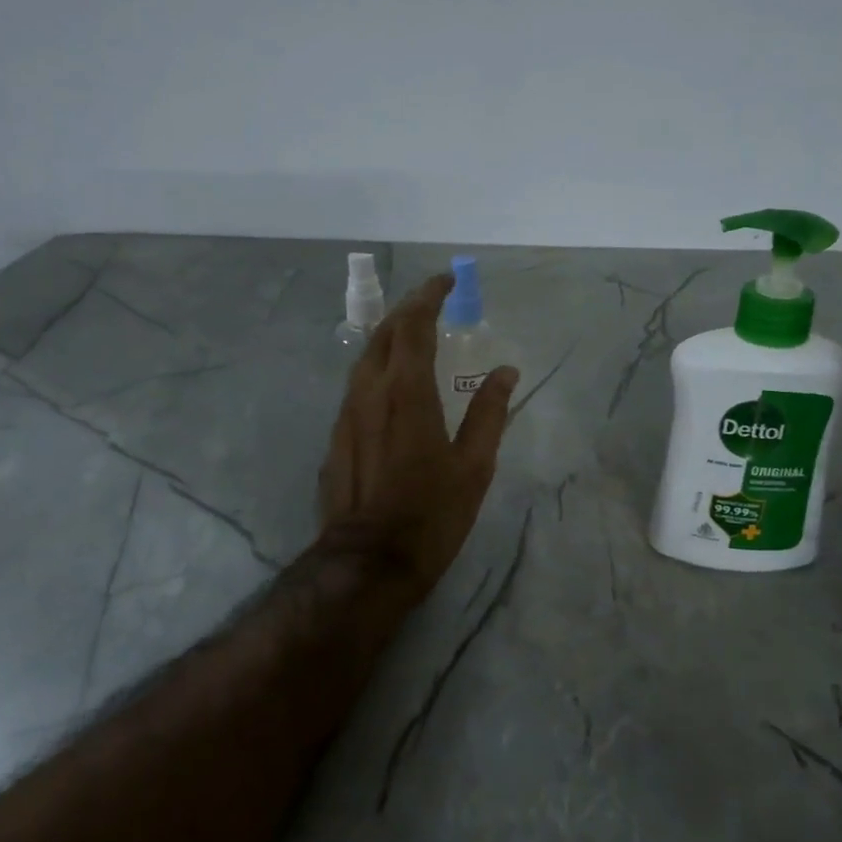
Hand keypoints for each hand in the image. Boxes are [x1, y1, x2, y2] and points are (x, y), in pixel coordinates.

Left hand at [318, 274, 518, 601]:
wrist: (368, 561)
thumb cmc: (430, 514)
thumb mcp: (474, 466)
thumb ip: (489, 413)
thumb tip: (505, 371)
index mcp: (407, 392)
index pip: (413, 325)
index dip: (429, 296)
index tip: (446, 280)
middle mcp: (369, 392)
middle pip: (383, 334)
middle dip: (407, 310)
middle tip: (432, 302)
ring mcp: (346, 414)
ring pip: (365, 359)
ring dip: (390, 338)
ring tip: (414, 336)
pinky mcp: (336, 438)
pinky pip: (357, 386)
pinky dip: (378, 369)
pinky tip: (392, 384)